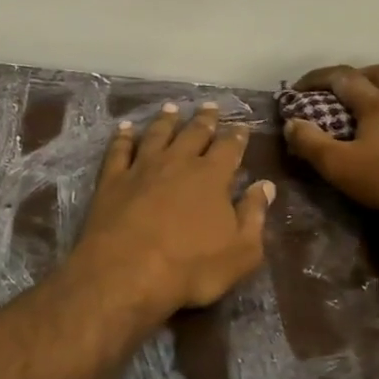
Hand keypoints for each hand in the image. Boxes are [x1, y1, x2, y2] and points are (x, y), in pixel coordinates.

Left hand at [69, 101, 273, 319]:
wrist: (126, 272)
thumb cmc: (191, 268)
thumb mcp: (241, 252)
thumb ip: (254, 215)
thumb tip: (266, 186)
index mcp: (211, 177)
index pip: (228, 148)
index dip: (236, 136)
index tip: (241, 126)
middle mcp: (177, 162)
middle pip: (193, 133)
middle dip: (204, 119)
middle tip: (210, 106)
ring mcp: (141, 168)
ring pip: (156, 134)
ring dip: (165, 120)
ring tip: (171, 108)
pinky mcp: (112, 179)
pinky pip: (119, 150)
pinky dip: (122, 137)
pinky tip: (124, 128)